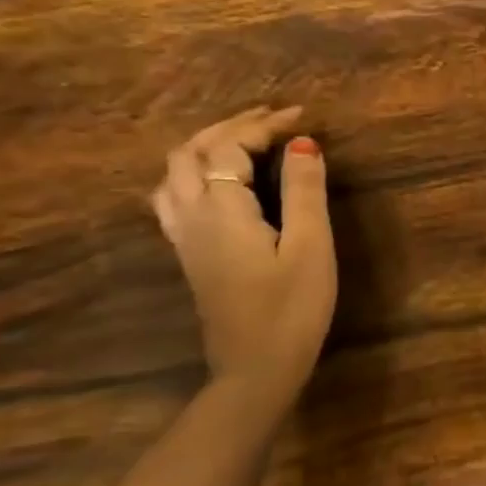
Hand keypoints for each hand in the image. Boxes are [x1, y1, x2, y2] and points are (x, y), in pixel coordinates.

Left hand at [150, 106, 336, 402]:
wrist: (255, 369)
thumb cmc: (292, 308)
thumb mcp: (311, 246)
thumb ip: (305, 191)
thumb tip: (303, 143)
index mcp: (222, 210)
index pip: (231, 148)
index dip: (264, 125)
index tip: (302, 117)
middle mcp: (192, 216)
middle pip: (190, 153)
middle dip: (229, 127)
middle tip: (272, 120)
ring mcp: (184, 238)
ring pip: (174, 175)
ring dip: (205, 148)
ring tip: (243, 143)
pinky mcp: (189, 256)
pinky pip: (174, 197)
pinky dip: (195, 173)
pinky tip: (220, 183)